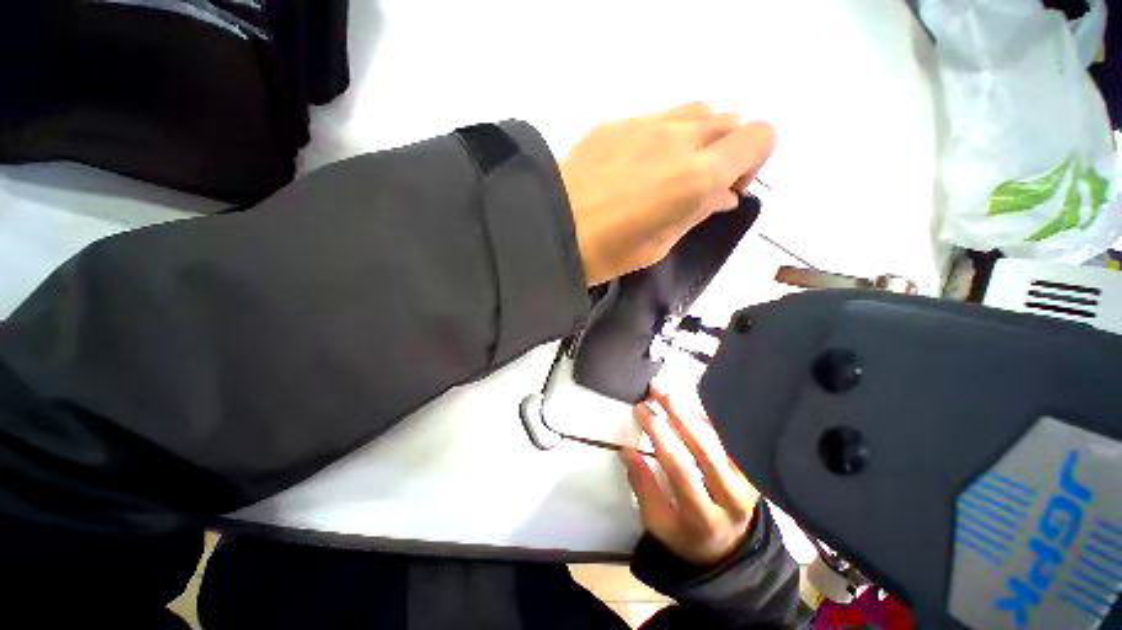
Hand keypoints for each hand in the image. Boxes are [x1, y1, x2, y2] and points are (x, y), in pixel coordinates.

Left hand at [560, 103, 773, 285]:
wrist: (550, 228)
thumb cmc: (607, 251)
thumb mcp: (661, 244)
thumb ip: (699, 212)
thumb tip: (725, 194)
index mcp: (697, 175)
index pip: (759, 137)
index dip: (752, 161)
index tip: (727, 188)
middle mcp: (679, 138)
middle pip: (728, 121)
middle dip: (725, 150)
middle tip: (698, 183)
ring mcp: (644, 123)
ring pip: (693, 112)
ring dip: (695, 138)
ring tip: (668, 171)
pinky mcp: (614, 123)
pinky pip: (655, 119)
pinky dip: (661, 137)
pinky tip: (635, 165)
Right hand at [622, 388, 760, 565]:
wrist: (726, 544)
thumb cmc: (684, 531)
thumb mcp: (657, 522)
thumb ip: (643, 487)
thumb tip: (628, 451)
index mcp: (702, 519)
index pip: (680, 472)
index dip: (659, 438)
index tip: (639, 412)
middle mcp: (731, 502)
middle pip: (704, 451)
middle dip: (676, 415)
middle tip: (654, 390)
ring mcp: (747, 485)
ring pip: (720, 441)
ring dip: (692, 411)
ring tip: (668, 391)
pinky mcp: (752, 472)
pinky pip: (730, 439)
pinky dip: (709, 418)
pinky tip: (690, 401)